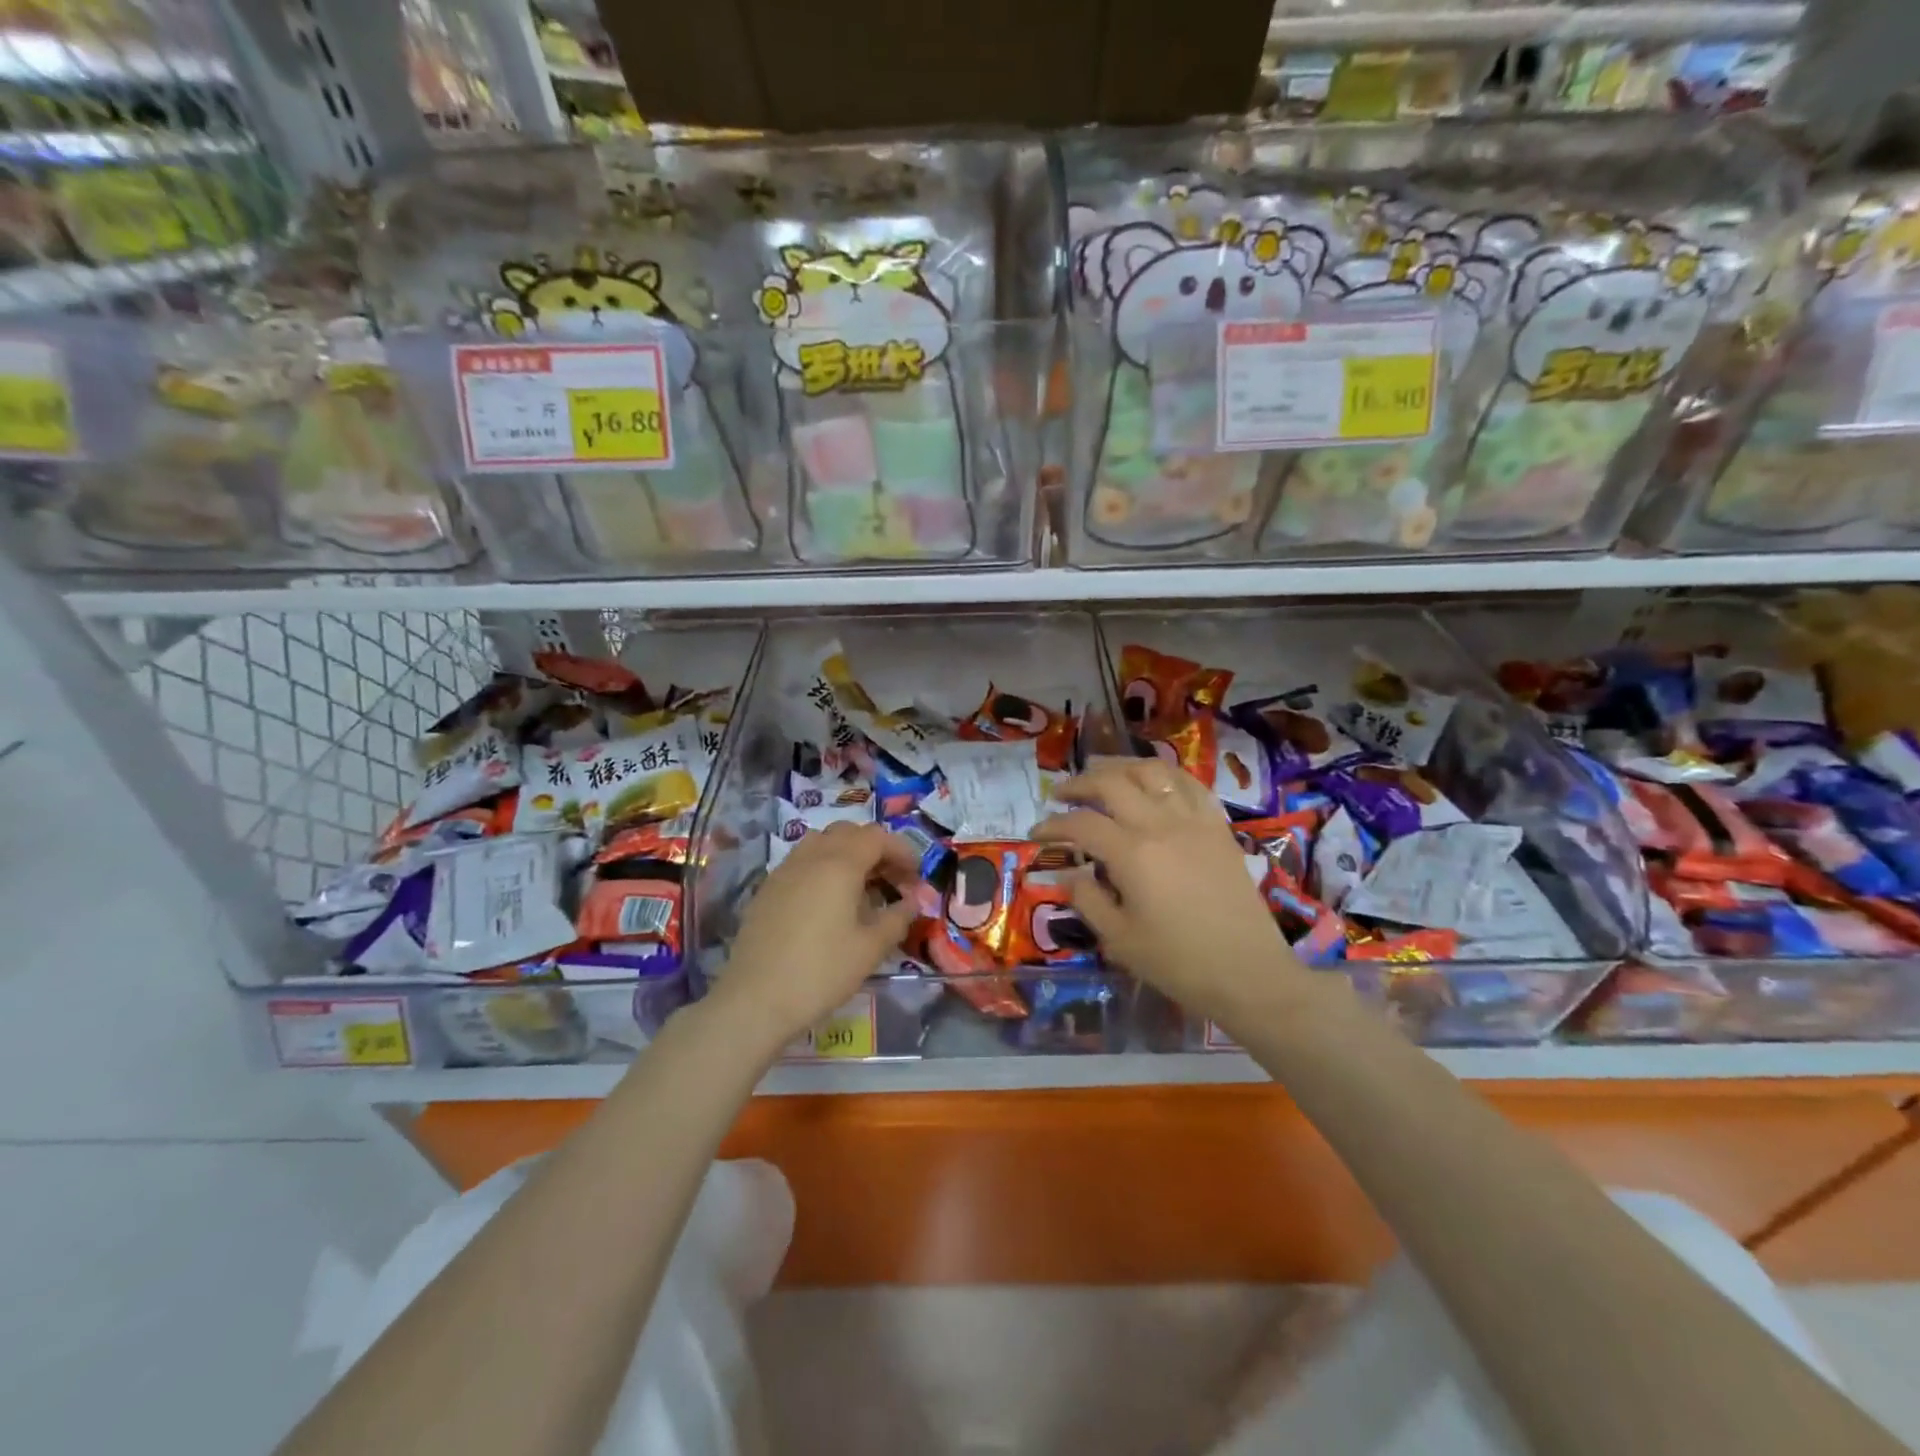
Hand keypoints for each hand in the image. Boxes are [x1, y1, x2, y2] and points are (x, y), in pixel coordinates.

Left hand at [712, 822, 920, 1050]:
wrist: (755, 999)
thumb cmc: (822, 971)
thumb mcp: (871, 948)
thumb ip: (897, 918)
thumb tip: (912, 901)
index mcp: (840, 864)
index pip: (877, 837)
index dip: (901, 850)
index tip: (916, 877)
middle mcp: (811, 856)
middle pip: (848, 832)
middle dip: (875, 848)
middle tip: (891, 879)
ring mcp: (784, 870)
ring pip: (821, 842)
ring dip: (846, 854)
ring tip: (860, 886)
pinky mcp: (767, 889)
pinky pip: (801, 862)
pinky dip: (822, 867)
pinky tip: (828, 902)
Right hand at [1033, 758, 1307, 1026]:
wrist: (1249, 973)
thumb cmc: (1179, 963)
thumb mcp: (1119, 940)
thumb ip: (1087, 900)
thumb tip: (1068, 874)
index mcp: (1132, 854)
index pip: (1081, 824)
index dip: (1053, 826)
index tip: (1037, 835)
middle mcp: (1161, 825)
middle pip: (1112, 783)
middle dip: (1079, 783)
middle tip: (1062, 794)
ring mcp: (1194, 820)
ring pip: (1152, 771)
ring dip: (1120, 767)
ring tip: (1102, 775)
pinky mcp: (1218, 826)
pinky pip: (1189, 784)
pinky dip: (1164, 775)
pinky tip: (1153, 783)